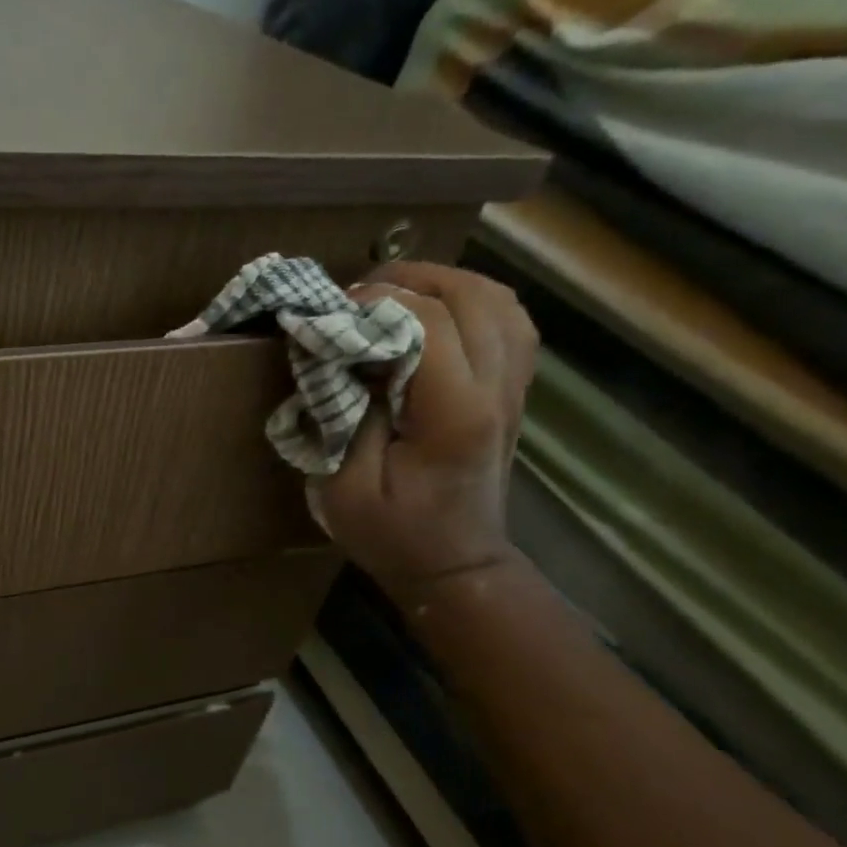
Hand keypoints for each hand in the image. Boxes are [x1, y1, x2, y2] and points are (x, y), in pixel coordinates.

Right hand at [316, 263, 537, 606]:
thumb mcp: (343, 489)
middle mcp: (496, 389)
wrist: (455, 565)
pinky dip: (471, 302)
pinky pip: (509, 321)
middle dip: (409, 281)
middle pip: (471, 296)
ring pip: (498, 299)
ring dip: (443, 284)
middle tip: (358, 293)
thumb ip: (342, 417)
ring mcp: (514, 387)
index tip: (332, 309)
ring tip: (394, 295)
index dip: (378, 302)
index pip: (428, 325)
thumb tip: (340, 358)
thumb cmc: (392, 535)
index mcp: (453, 415)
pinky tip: (436, 314)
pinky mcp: (514, 390)